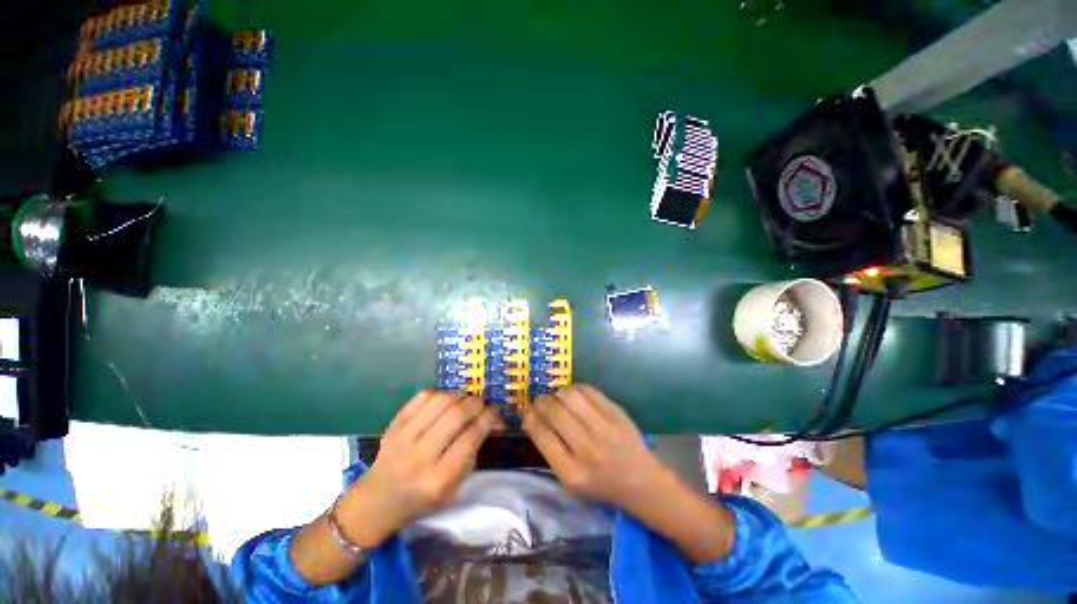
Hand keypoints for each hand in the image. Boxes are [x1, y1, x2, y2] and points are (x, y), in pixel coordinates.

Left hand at [356, 391, 502, 539]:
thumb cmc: (422, 499)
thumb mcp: (454, 487)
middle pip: (456, 415)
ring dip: (459, 396)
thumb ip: (473, 452)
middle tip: (482, 404)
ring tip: (464, 401)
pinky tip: (445, 402)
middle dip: (476, 403)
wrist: (377, 501)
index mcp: (438, 479)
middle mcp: (420, 457)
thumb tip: (491, 420)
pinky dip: (440, 394)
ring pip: (440, 401)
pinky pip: (422, 396)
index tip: (495, 412)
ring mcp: (403, 438)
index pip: (471, 438)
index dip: (488, 418)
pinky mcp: (393, 425)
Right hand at [524, 384, 735, 563]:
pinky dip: (575, 388)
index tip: (526, 409)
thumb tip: (529, 417)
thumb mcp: (570, 479)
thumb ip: (549, 448)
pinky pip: (589, 390)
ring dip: (558, 392)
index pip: (542, 435)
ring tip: (557, 396)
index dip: (530, 416)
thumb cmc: (601, 484)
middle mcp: (588, 450)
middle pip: (555, 412)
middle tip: (540, 400)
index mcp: (572, 473)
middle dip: (541, 401)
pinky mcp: (618, 414)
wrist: (641, 481)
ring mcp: (605, 429)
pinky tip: (574, 394)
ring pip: (570, 396)